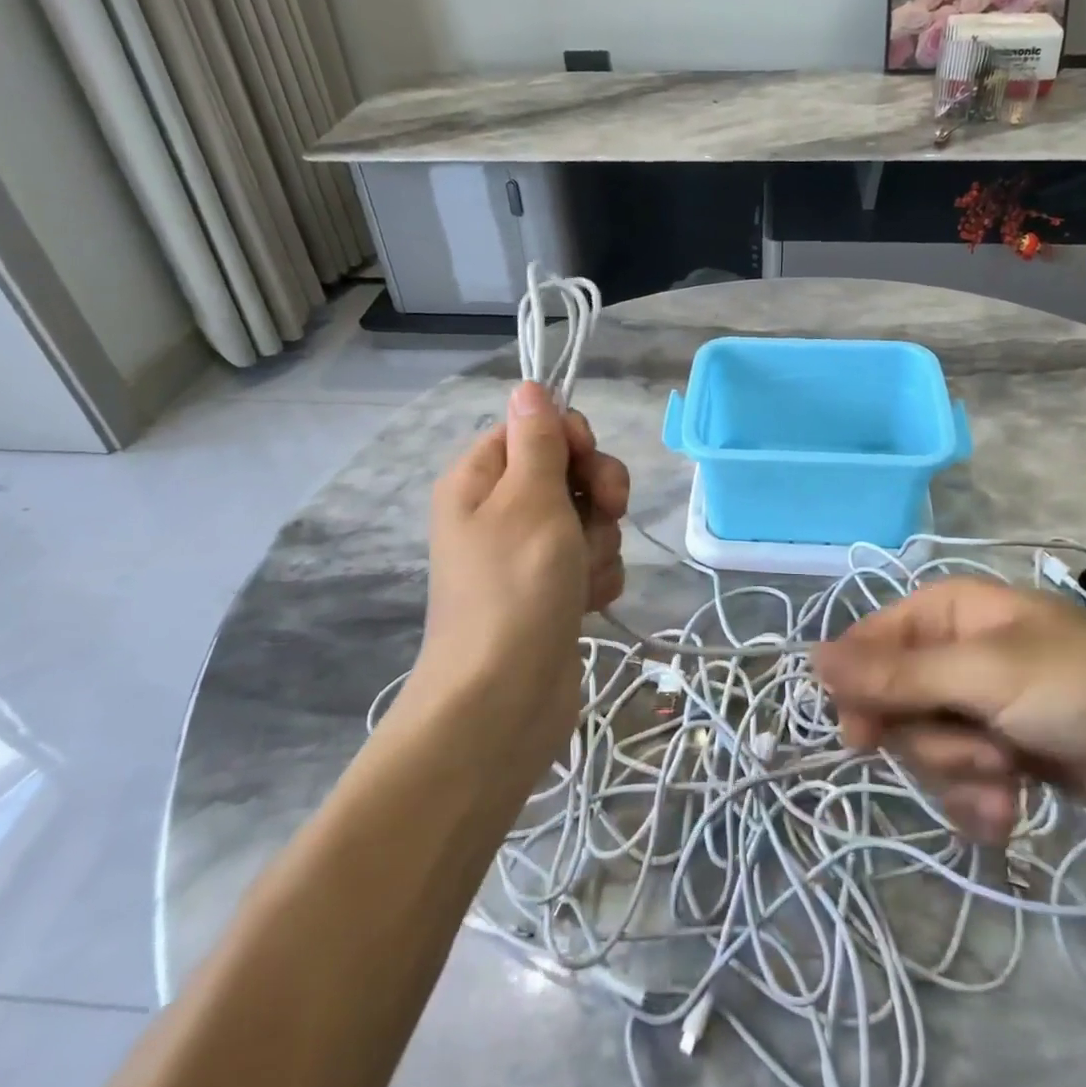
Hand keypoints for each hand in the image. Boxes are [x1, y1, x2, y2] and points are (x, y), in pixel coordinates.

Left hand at [409, 383, 629, 765]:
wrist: (505, 700)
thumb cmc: (516, 586)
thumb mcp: (529, 497)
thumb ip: (537, 438)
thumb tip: (529, 386)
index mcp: (480, 479)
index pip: (534, 427)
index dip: (570, 438)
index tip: (587, 462)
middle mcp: (501, 511)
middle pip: (569, 471)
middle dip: (597, 493)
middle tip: (605, 513)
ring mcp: (528, 554)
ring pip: (589, 518)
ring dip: (599, 542)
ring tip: (580, 576)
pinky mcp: (553, 591)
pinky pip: (590, 560)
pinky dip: (596, 577)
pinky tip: (587, 602)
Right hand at [814, 579, 1085, 844]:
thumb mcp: (988, 675)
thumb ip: (898, 674)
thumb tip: (810, 659)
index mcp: (946, 613)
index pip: (869, 646)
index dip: (860, 691)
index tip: (864, 737)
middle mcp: (953, 654)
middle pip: (893, 705)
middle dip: (932, 742)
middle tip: (983, 752)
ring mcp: (976, 706)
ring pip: (923, 749)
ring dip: (961, 775)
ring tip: (1010, 781)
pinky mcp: (999, 754)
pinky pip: (956, 781)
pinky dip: (978, 801)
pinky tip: (1012, 811)